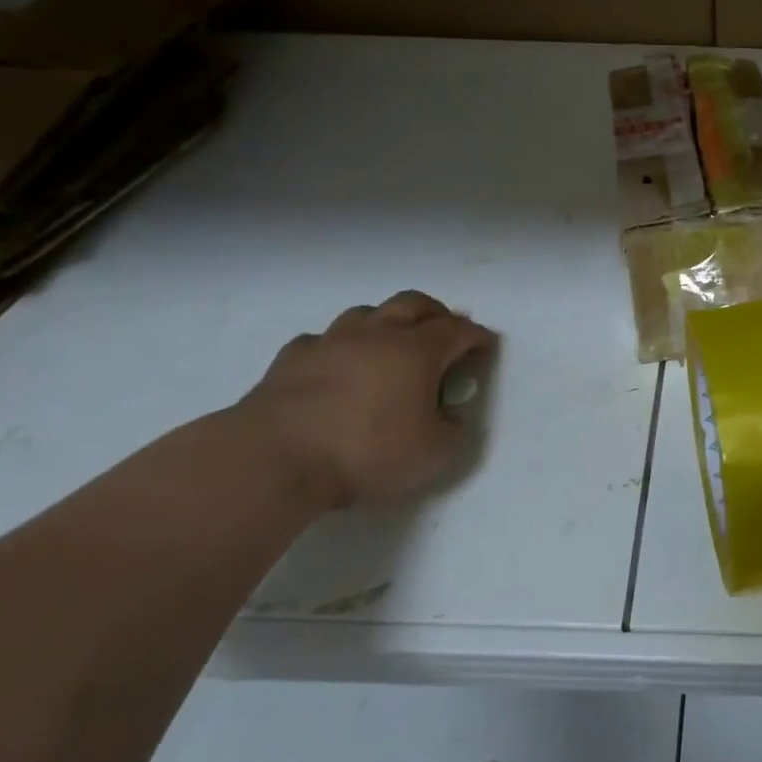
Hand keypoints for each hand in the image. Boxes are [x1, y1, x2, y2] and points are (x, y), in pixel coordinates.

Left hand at [236, 291, 495, 509]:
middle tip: (444, 329)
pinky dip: (337, 347)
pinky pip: (322, 340)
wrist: (274, 458)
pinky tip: (335, 365)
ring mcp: (332, 341)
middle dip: (436, 312)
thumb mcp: (431, 454)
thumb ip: (451, 431)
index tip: (487, 345)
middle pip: (414, 303)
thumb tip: (451, 418)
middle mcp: (379, 334)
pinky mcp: (291, 359)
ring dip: (385, 321)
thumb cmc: (365, 452)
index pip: (458, 330)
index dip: (477, 335)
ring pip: (366, 313)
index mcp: (418, 351)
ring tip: (389, 342)